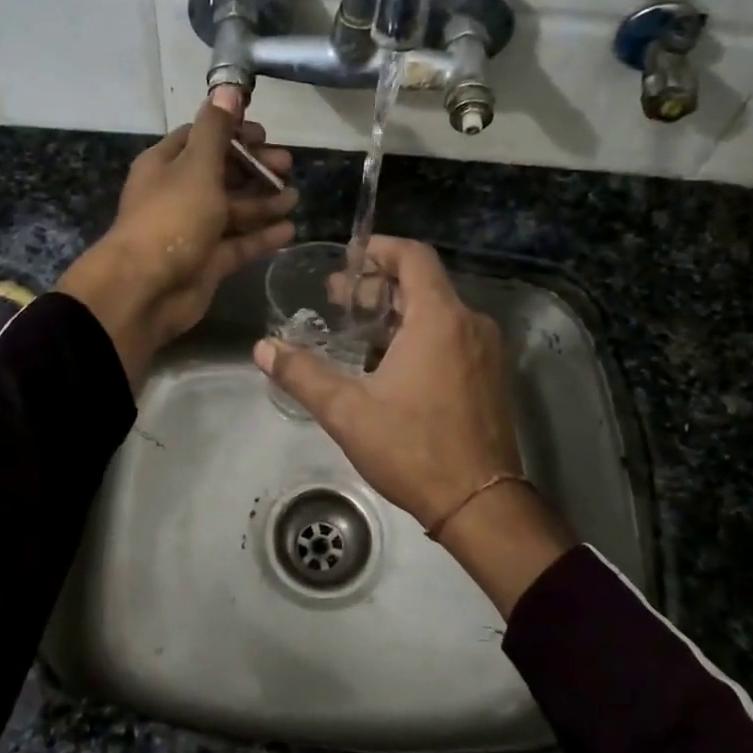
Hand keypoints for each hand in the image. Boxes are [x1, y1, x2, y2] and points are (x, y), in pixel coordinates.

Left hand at [58, 104, 295, 387]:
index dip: (232, 133)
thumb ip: (216, 130)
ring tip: (295, 197)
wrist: (146, 290)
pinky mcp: (208, 262)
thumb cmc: (171, 218)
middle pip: (222, 174)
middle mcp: (179, 194)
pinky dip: (262, 236)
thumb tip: (227, 87)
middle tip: (288, 166)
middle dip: (255, 168)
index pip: (202, 139)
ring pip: (233, 210)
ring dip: (263, 202)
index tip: (264, 134)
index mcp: (167, 165)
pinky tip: (289, 230)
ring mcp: (194, 230)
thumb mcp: (196, 166)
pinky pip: (239, 244)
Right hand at [254, 238, 521, 531]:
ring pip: (437, 312)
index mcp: (439, 319)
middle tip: (338, 301)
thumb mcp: (347, 412)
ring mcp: (486, 351)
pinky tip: (389, 364)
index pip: (413, 256)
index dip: (378, 249)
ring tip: (357, 333)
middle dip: (377, 287)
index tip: (347, 260)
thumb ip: (302, 374)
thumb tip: (262, 348)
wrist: (479, 504)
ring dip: (396, 314)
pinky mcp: (490, 376)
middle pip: (422, 284)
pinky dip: (420, 336)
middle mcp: (470, 324)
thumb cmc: (413, 449)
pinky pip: (453, 337)